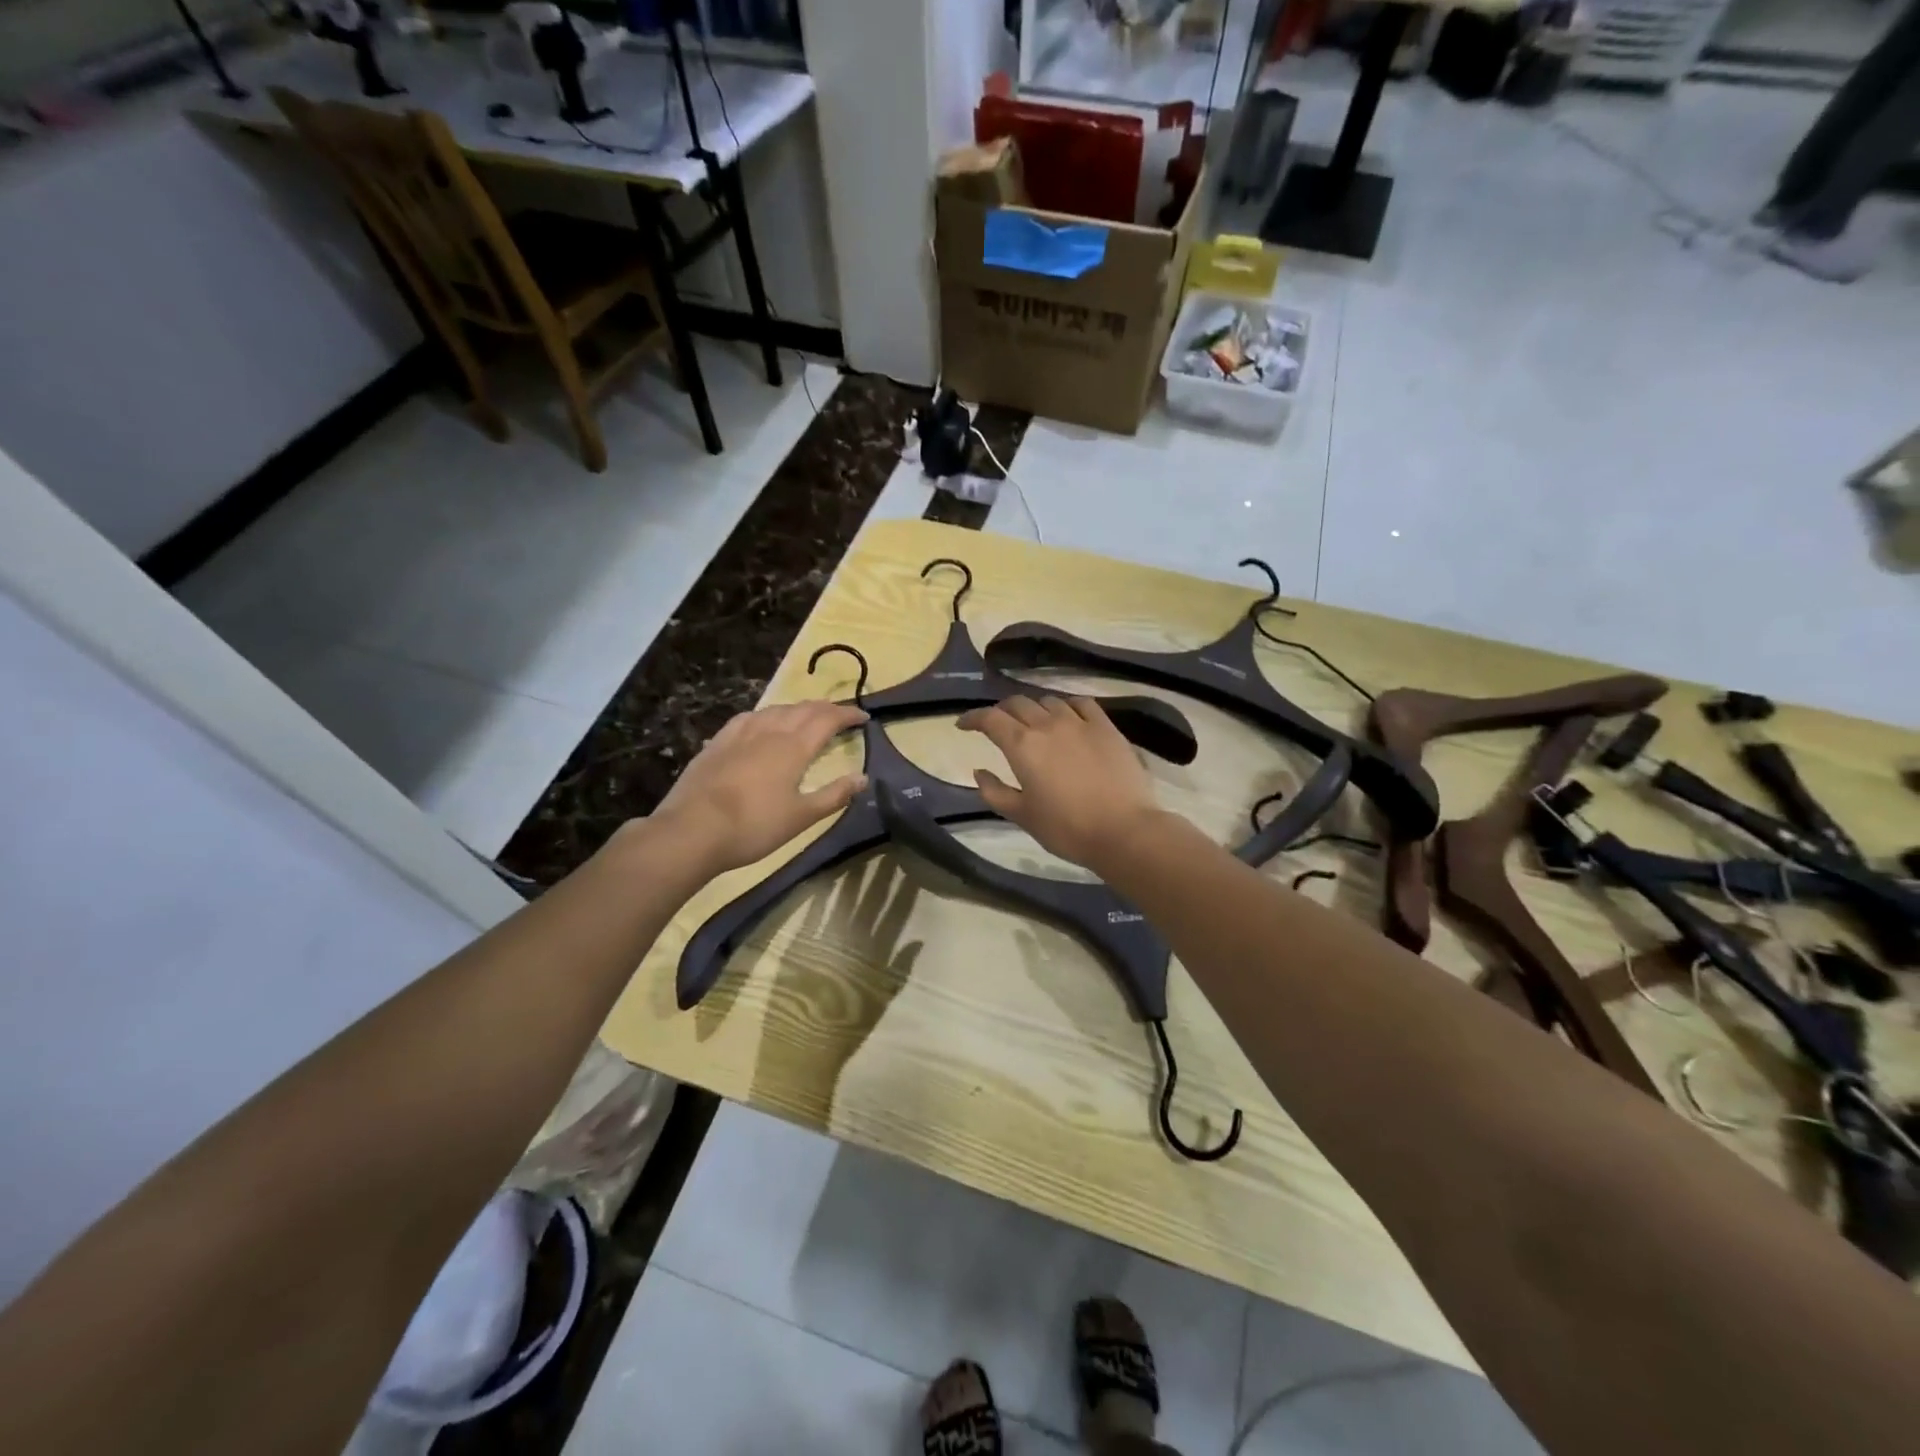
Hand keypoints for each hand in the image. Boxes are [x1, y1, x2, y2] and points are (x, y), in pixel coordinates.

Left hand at [651, 702, 868, 874]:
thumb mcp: (801, 817)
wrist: (692, 831)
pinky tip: (763, 722)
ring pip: (775, 709)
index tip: (864, 717)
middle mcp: (770, 731)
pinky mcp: (718, 742)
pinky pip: (749, 717)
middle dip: (825, 708)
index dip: (848, 714)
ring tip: (806, 716)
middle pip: (803, 709)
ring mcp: (740, 734)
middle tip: (840, 715)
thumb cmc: (754, 826)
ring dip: (797, 708)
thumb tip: (863, 777)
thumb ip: (834, 795)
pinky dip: (767, 715)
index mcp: (794, 747)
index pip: (827, 719)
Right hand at [957, 696, 1163, 869]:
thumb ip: (995, 791)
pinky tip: (1068, 716)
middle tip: (996, 724)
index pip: (990, 719)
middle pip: (1017, 704)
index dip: (972, 718)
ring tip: (1033, 722)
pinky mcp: (1106, 727)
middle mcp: (1047, 725)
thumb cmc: (1066, 829)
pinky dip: (1067, 706)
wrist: (1123, 830)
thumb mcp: (1022, 816)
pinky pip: (1082, 704)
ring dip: (1034, 708)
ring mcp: (1079, 723)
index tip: (963, 725)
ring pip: (1049, 701)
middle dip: (1001, 711)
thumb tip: (979, 771)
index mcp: (1022, 746)